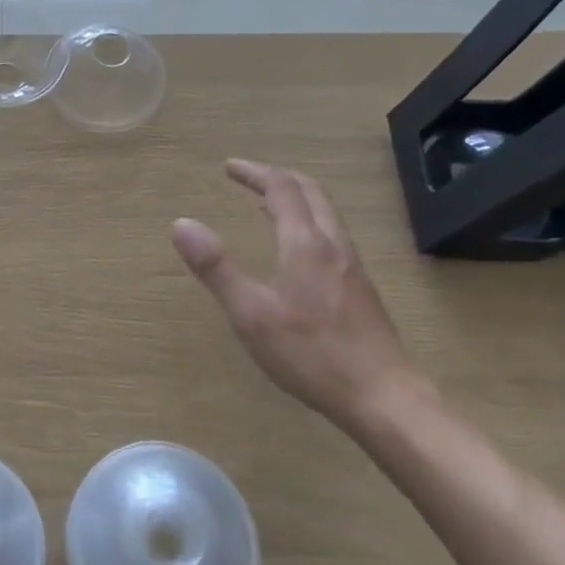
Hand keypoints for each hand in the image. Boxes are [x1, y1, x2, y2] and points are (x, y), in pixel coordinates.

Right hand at [171, 160, 431, 430]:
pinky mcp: (360, 289)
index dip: (254, 172)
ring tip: (267, 205)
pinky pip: (331, 235)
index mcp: (305, 244)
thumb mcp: (250, 313)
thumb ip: (216, 267)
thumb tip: (181, 224)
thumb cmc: (311, 354)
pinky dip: (307, 222)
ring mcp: (352, 267)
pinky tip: (296, 251)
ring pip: (326, 214)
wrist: (383, 397)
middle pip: (310, 192)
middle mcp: (333, 245)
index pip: (281, 189)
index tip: (228, 167)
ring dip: (295, 198)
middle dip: (277, 177)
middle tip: (248, 177)